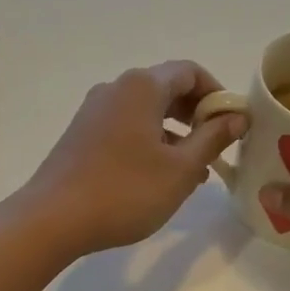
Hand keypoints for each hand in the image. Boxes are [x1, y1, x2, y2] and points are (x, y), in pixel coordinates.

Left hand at [19, 62, 246, 257]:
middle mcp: (115, 88)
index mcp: (141, 87)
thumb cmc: (125, 191)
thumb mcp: (180, 169)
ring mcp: (94, 111)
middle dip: (196, 114)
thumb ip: (212, 138)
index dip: (217, 94)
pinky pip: (126, 127)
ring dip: (175, 133)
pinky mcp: (82, 134)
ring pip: (146, 111)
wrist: (52, 219)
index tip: (233, 124)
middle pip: (166, 88)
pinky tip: (159, 177)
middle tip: (216, 147)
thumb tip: (236, 117)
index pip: (190, 71)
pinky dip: (149, 142)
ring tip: (193, 171)